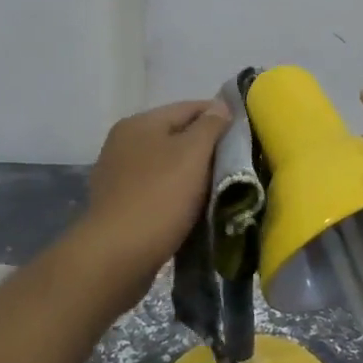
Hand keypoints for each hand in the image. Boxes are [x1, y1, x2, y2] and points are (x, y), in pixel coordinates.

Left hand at [75, 97, 232, 298]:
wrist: (116, 257)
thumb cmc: (159, 197)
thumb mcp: (192, 154)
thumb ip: (210, 126)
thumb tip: (221, 106)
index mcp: (139, 123)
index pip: (190, 108)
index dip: (220, 117)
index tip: (245, 136)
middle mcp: (124, 143)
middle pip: (177, 136)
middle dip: (207, 148)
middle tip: (237, 164)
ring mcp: (119, 175)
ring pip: (168, 165)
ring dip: (192, 174)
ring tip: (220, 189)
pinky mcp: (120, 205)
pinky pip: (157, 190)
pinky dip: (177, 195)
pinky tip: (193, 209)